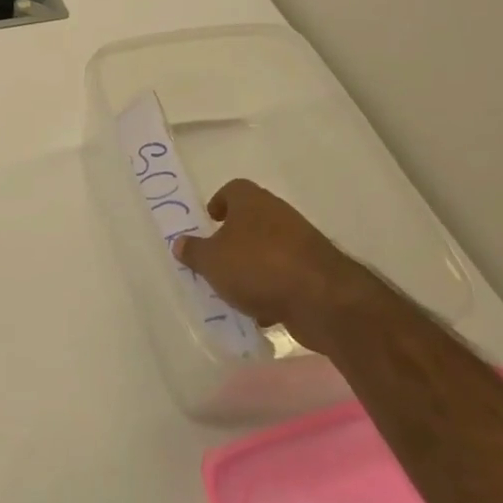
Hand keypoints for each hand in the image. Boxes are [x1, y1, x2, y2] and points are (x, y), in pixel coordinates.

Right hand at [173, 179, 382, 357]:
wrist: (322, 299)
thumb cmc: (257, 266)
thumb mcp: (211, 261)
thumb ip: (193, 252)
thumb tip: (180, 243)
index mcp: (251, 201)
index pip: (233, 189)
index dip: (219, 202)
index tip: (210, 221)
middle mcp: (278, 214)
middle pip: (251, 221)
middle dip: (233, 241)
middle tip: (215, 260)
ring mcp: (301, 243)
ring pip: (268, 251)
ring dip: (252, 268)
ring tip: (234, 292)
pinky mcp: (315, 272)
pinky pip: (285, 276)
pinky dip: (273, 290)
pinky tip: (262, 312)